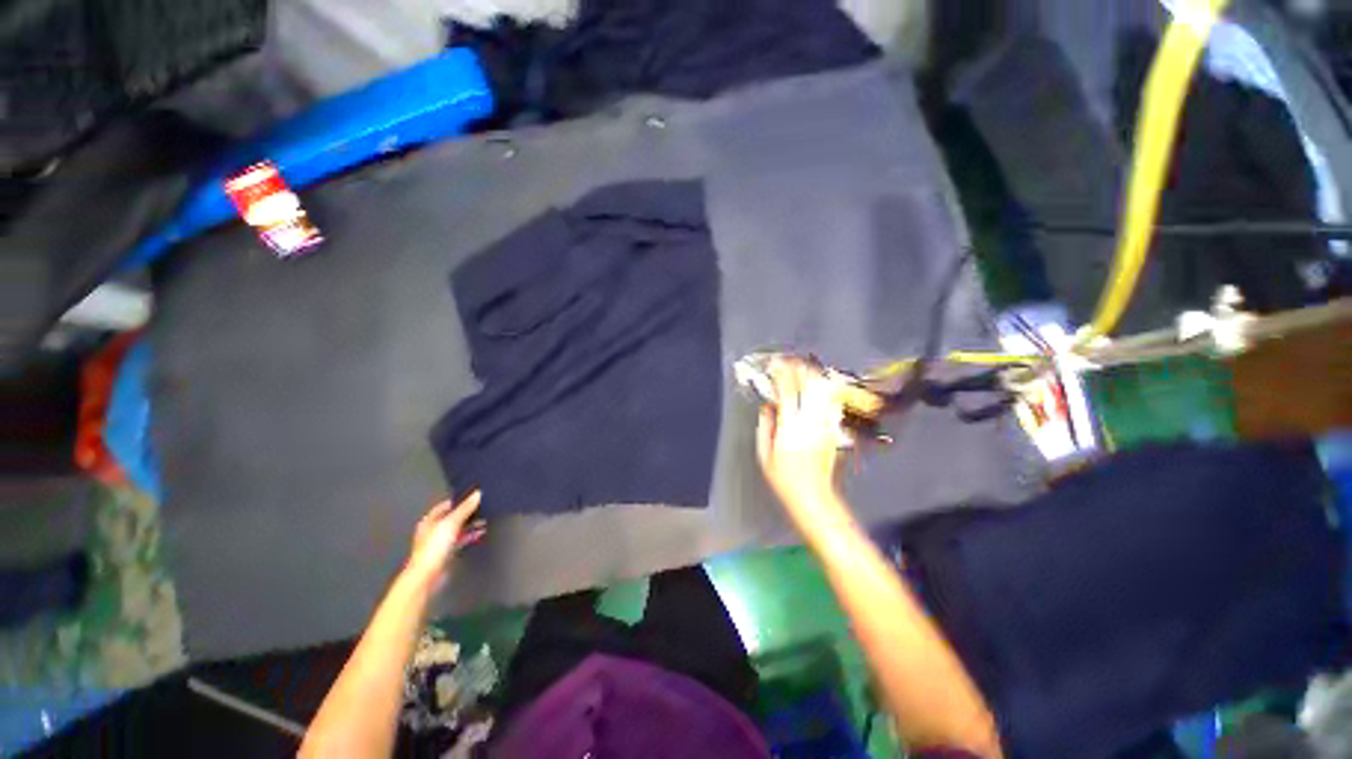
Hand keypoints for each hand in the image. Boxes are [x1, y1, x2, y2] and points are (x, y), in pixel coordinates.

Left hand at [403, 492, 484, 589]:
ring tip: (485, 520)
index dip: (459, 500)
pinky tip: (480, 533)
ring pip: (458, 529)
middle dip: (468, 513)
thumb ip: (465, 508)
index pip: (446, 505)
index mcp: (430, 521)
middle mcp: (434, 530)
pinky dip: (470, 536)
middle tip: (483, 507)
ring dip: (471, 525)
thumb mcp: (451, 523)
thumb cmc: (433, 548)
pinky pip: (461, 540)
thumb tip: (478, 494)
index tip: (474, 496)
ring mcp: (440, 542)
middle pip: (453, 517)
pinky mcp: (447, 553)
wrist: (427, 576)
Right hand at [756, 358, 857, 527]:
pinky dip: (823, 389)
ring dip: (811, 375)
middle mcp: (812, 422)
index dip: (781, 374)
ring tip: (800, 368)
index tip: (774, 364)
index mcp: (791, 428)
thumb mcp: (764, 454)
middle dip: (798, 368)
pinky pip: (831, 402)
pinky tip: (816, 385)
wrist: (813, 496)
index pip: (788, 391)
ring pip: (823, 391)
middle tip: (787, 361)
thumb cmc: (784, 478)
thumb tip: (768, 405)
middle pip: (810, 385)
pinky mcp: (833, 429)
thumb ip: (765, 426)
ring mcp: (826, 425)